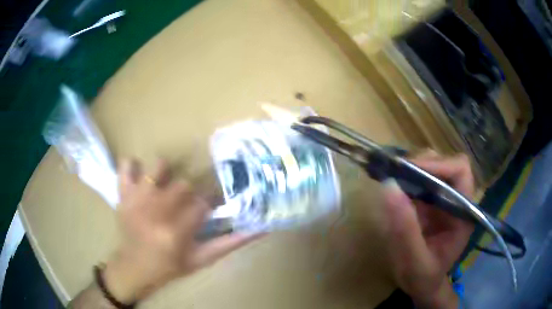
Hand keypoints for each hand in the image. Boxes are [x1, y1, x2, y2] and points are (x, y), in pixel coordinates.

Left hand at [103, 159, 261, 302]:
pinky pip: (126, 165)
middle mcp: (155, 211)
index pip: (203, 202)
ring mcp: (136, 199)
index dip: (208, 202)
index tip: (205, 208)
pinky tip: (140, 179)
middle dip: (188, 195)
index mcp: (176, 231)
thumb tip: (262, 227)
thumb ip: (231, 243)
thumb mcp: (203, 259)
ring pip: (159, 168)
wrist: (135, 268)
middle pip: (184, 184)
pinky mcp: (123, 193)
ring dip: (165, 177)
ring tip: (163, 192)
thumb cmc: (171, 265)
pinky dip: (133, 166)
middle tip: (183, 207)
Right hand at [382, 152, 474, 307]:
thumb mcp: (415, 261)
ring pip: (431, 166)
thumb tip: (388, 186)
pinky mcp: (429, 201)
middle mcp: (456, 199)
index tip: (410, 172)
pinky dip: (404, 177)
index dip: (438, 166)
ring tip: (392, 181)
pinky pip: (418, 179)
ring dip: (411, 169)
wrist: (421, 285)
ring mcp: (442, 198)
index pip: (460, 171)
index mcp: (463, 212)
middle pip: (444, 163)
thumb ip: (405, 230)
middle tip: (394, 175)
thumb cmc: (423, 278)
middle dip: (420, 165)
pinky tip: (391, 186)